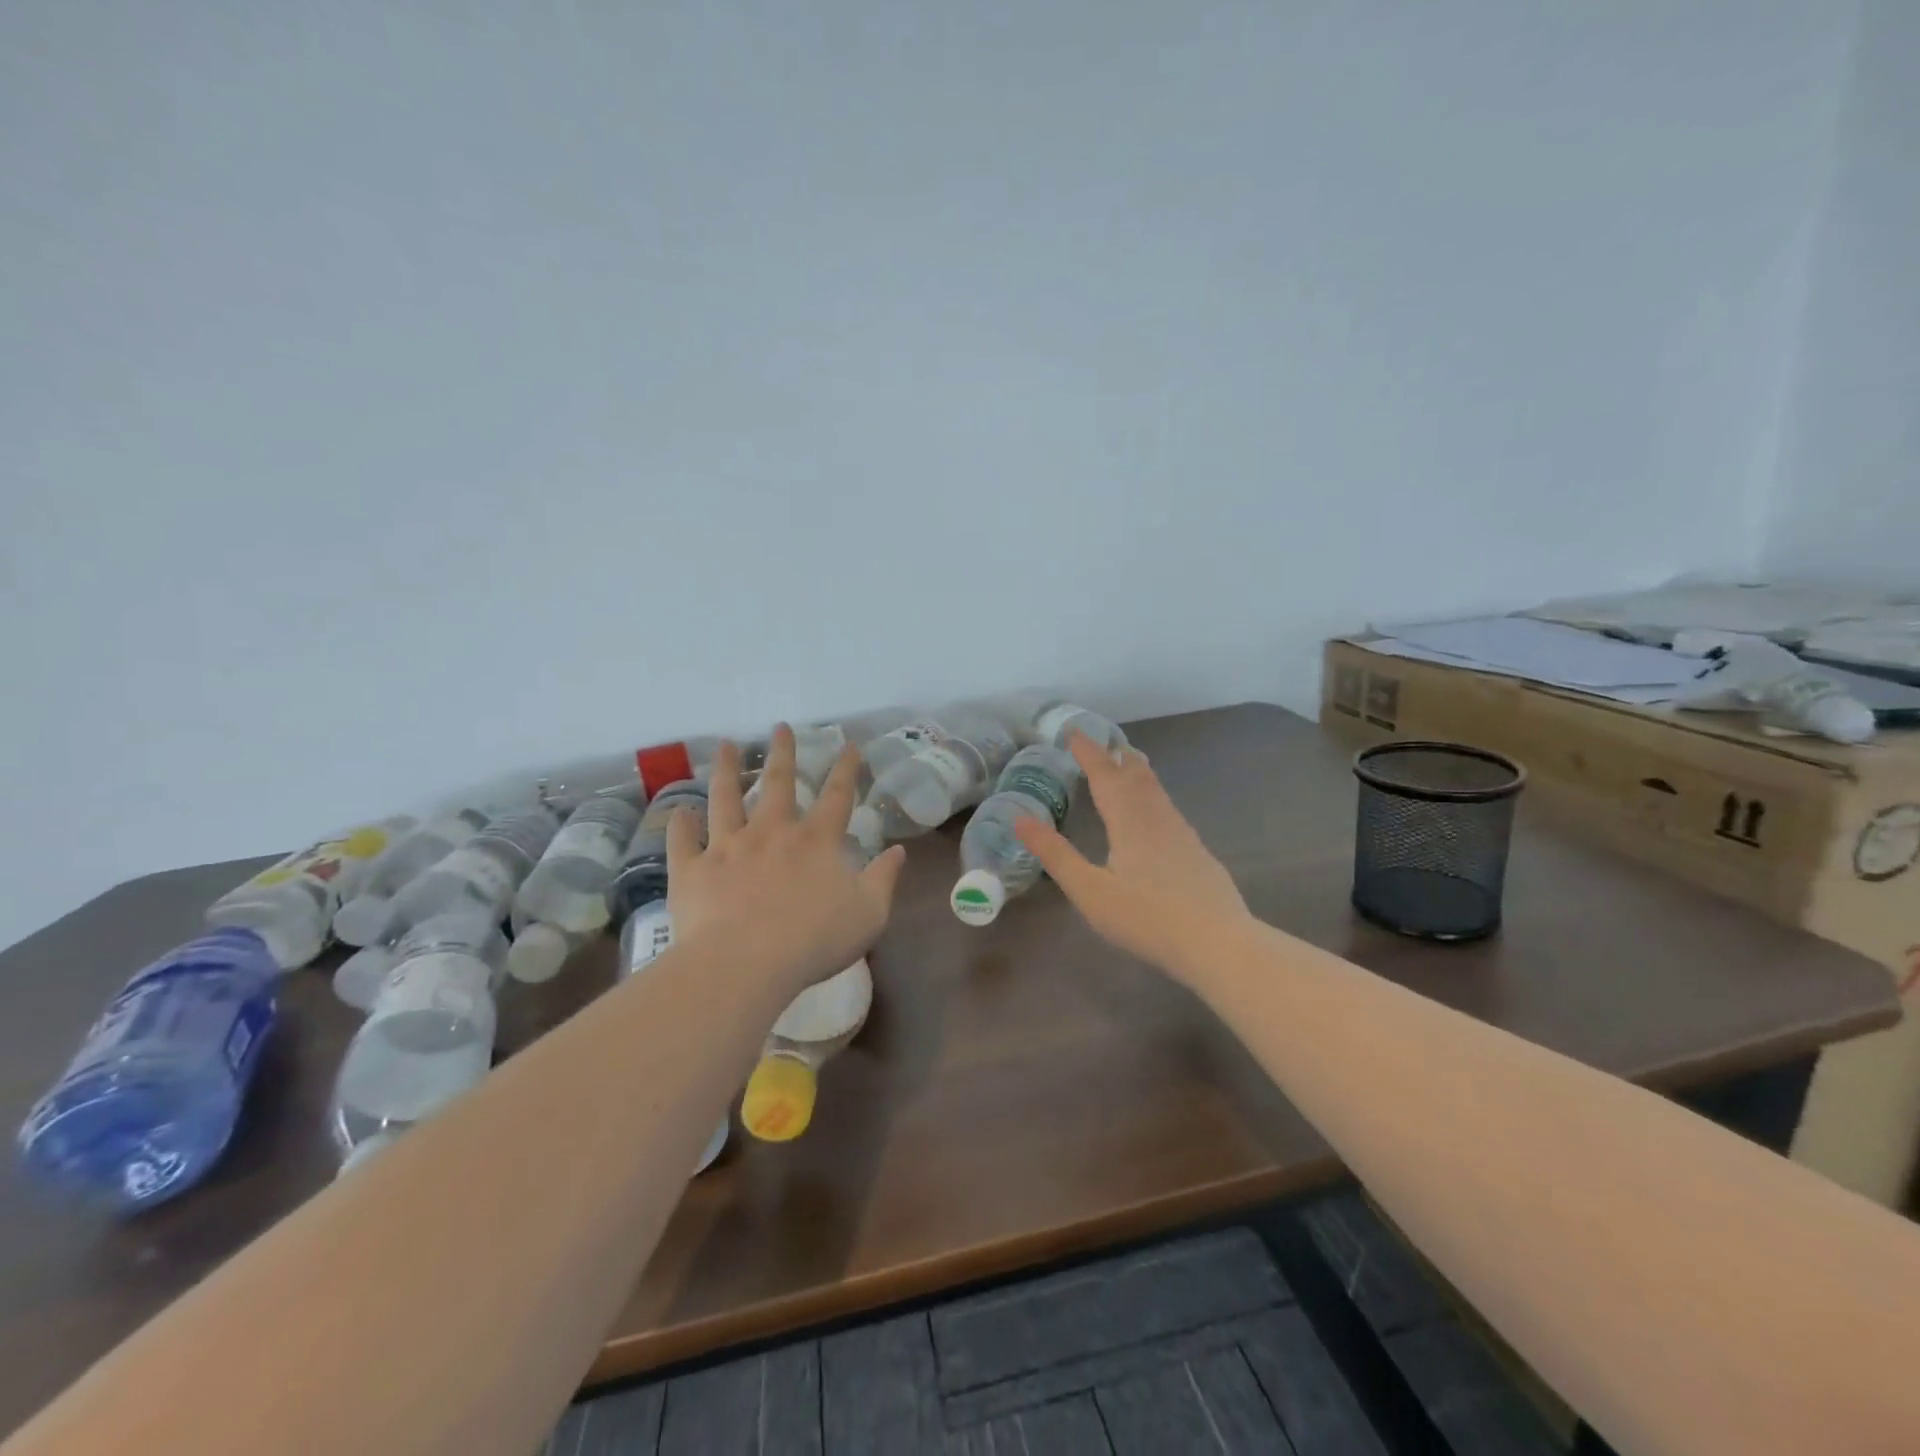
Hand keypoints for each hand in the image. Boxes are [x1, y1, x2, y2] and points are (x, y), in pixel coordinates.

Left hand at [667, 724, 906, 994]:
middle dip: (783, 752)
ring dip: (727, 770)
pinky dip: (680, 825)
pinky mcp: (692, 870)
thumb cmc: (814, 940)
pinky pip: (682, 841)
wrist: (744, 963)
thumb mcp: (869, 914)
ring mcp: (727, 847)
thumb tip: (898, 851)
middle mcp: (771, 833)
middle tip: (780, 726)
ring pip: (725, 799)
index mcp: (815, 841)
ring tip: (726, 745)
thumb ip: (884, 879)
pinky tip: (679, 812)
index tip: (848, 744)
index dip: (845, 768)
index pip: (836, 795)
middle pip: (778, 783)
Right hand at [1015, 731, 1253, 983]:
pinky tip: (1156, 813)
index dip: (1088, 752)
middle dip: (1116, 756)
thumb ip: (1055, 855)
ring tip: (1128, 763)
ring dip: (1138, 771)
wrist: (1219, 943)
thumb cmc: (1147, 918)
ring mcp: (1182, 834)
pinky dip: (1153, 795)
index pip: (1105, 774)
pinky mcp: (1197, 852)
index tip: (1074, 731)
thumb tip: (1020, 819)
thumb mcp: (1090, 891)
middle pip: (1136, 775)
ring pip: (1156, 790)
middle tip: (1103, 742)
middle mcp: (1157, 817)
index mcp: (1128, 820)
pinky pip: (1168, 808)